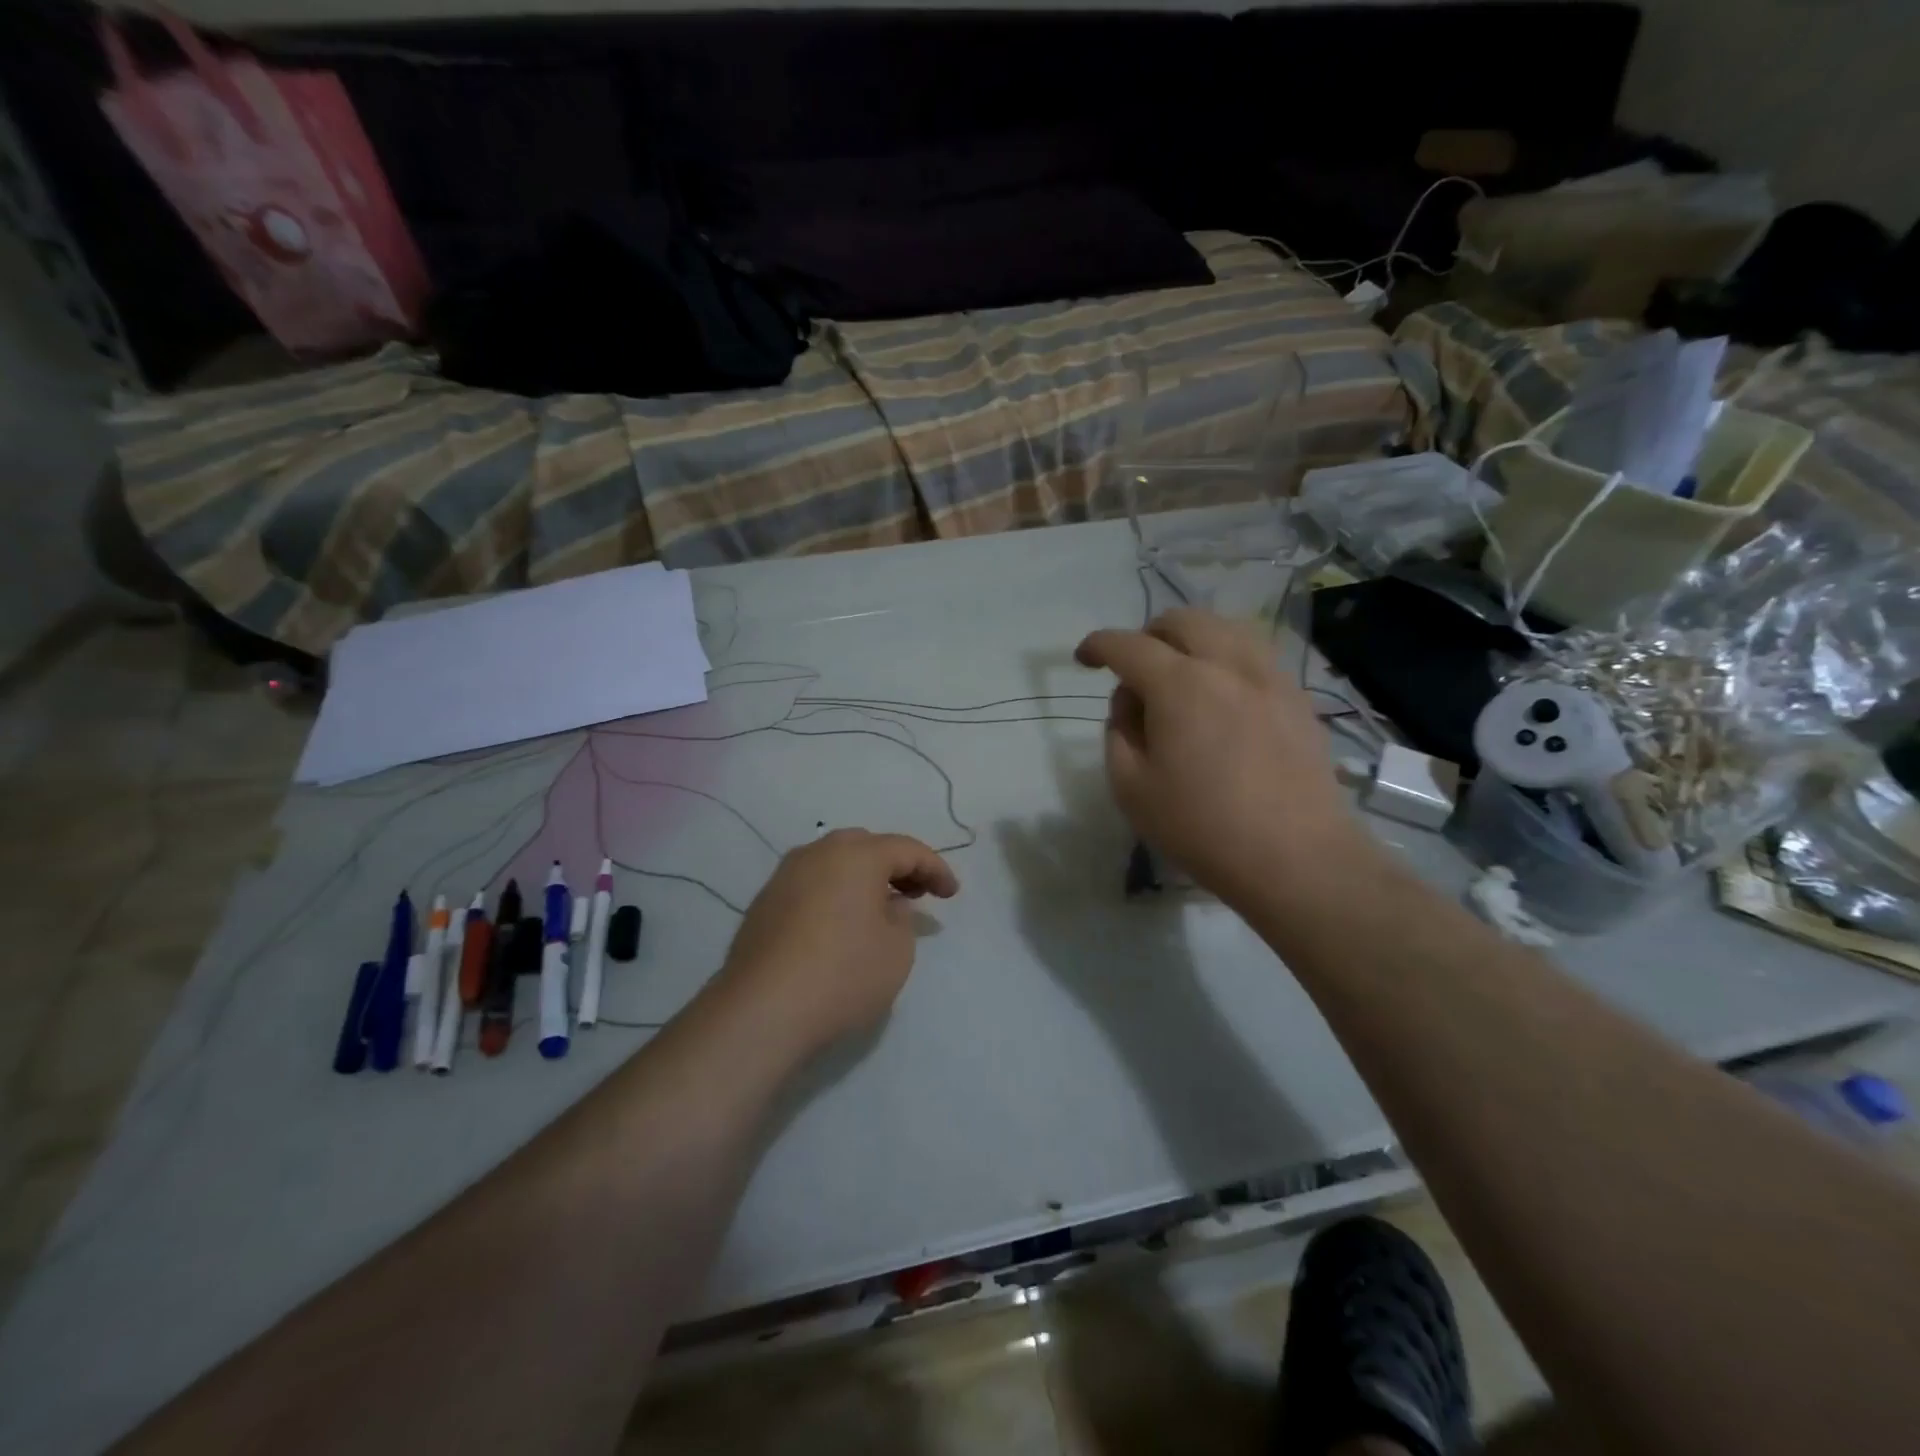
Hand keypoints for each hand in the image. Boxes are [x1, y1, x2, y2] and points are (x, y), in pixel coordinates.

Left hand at [719, 829, 958, 1052]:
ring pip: (834, 862)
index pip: (907, 849)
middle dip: (897, 866)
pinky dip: (835, 893)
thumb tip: (889, 905)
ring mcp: (785, 876)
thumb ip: (902, 919)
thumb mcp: (896, 951)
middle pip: (867, 846)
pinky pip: (811, 884)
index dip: (935, 869)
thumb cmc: (842, 975)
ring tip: (880, 908)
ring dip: (863, 877)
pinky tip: (841, 923)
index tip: (952, 894)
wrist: (761, 1011)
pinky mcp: (764, 903)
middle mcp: (818, 853)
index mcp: (856, 855)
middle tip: (917, 893)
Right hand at [1076, 608, 1368, 909]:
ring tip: (1182, 676)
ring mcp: (1270, 677)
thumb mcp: (1131, 788)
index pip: (1128, 645)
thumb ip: (1118, 733)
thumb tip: (1131, 703)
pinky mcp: (1297, 698)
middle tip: (1135, 670)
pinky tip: (1223, 696)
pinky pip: (1256, 655)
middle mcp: (1227, 665)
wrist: (1297, 857)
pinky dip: (1228, 659)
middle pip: (1182, 621)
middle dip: (1148, 635)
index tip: (1084, 658)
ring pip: (1225, 628)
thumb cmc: (1203, 828)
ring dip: (1192, 640)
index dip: (1098, 645)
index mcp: (1180, 684)